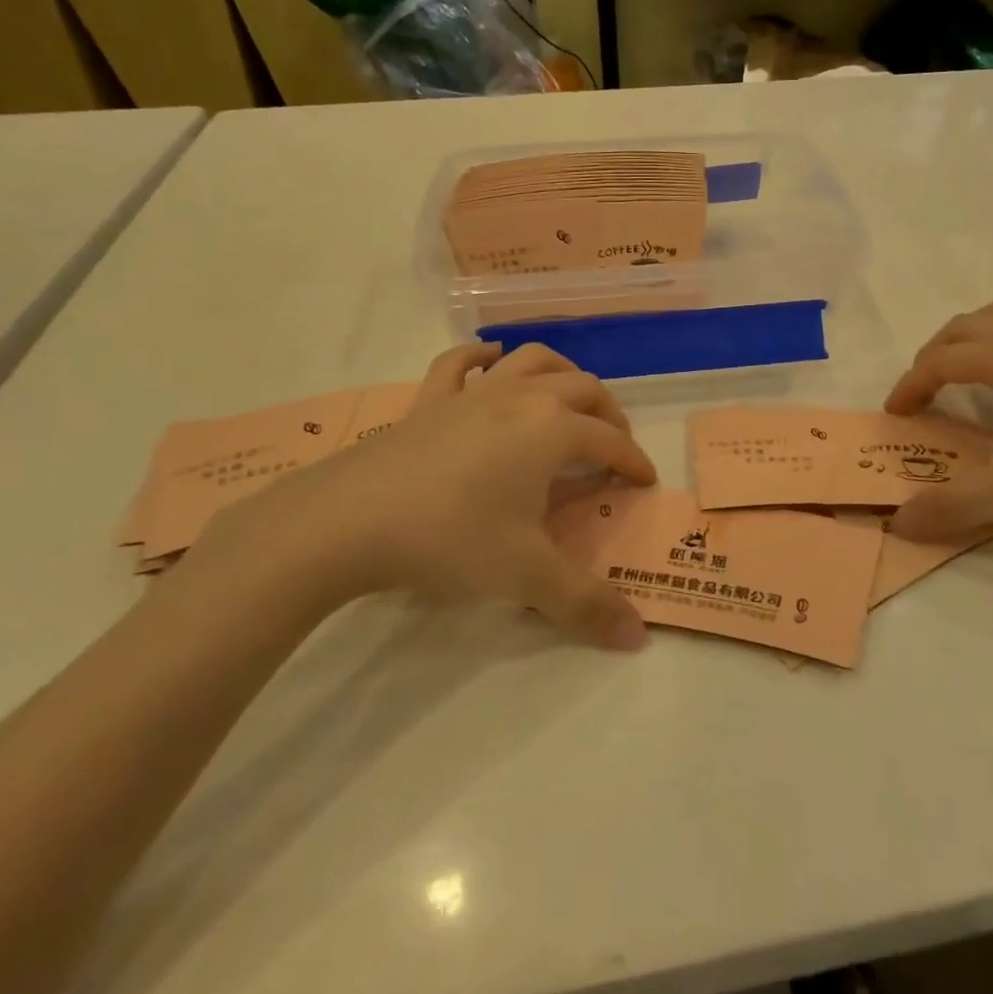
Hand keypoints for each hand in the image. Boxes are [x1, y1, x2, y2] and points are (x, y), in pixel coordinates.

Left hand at [200, 344, 654, 650]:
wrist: (348, 520)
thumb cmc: (451, 538)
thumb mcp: (526, 576)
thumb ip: (586, 604)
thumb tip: (638, 638)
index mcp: (553, 430)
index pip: (610, 441)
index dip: (634, 461)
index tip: (644, 482)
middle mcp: (521, 398)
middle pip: (582, 389)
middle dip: (608, 414)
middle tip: (612, 446)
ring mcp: (473, 393)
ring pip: (531, 360)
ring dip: (560, 371)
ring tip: (568, 396)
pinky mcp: (429, 400)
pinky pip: (459, 363)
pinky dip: (480, 355)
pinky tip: (488, 360)